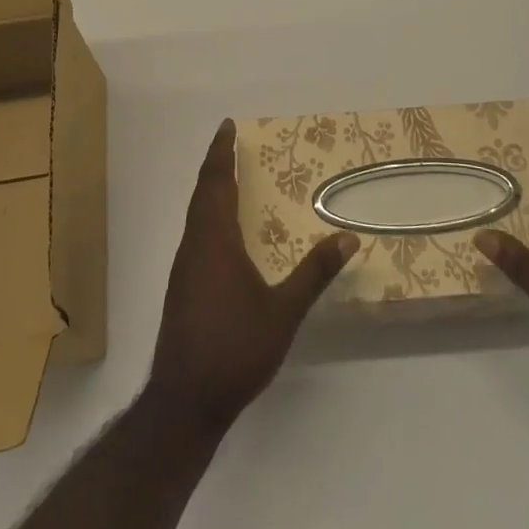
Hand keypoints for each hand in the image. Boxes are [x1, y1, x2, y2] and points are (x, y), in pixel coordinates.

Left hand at [148, 119, 358, 432]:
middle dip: (215, 165)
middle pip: (202, 193)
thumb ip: (314, 273)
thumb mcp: (283, 312)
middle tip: (230, 143)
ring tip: (229, 179)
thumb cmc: (235, 349)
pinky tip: (224, 232)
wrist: (184, 402)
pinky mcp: (182, 288)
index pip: (215, 182)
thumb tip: (347, 237)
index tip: (227, 126)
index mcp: (215, 240)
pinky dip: (208, 215)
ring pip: (195, 215)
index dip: (220, 153)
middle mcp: (194, 246)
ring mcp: (184, 268)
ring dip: (210, 190)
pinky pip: (195, 234)